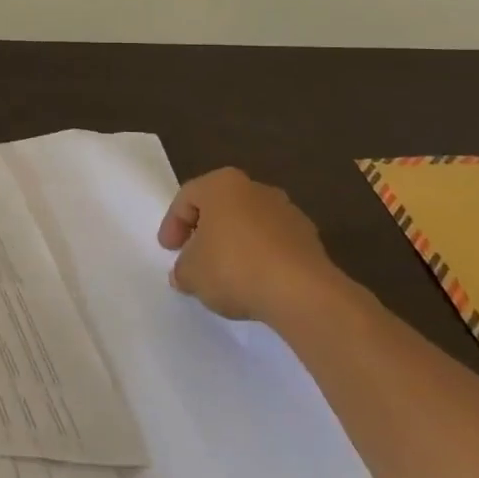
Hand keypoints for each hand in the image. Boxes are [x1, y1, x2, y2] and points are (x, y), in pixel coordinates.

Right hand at [158, 167, 338, 325]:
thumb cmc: (234, 267)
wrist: (302, 292)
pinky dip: (261, 259)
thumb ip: (182, 269)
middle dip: (206, 232)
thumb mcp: (191, 273)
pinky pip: (274, 245)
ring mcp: (287, 212)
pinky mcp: (310, 239)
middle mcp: (255, 189)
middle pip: (221, 207)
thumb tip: (185, 273)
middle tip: (194, 257)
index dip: (173, 224)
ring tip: (226, 275)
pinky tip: (255, 283)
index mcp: (221, 184)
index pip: (187, 198)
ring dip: (235, 245)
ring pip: (250, 225)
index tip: (169, 250)